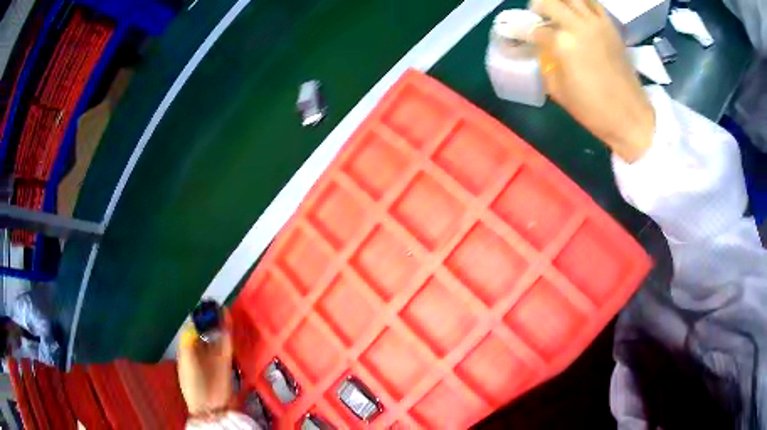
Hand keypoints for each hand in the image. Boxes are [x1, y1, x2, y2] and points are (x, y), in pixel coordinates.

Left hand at [177, 312, 233, 415]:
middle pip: (205, 330)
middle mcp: (201, 350)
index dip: (196, 319)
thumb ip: (188, 342)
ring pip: (217, 334)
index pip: (192, 330)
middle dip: (209, 319)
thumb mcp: (185, 361)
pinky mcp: (226, 360)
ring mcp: (214, 355)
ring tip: (220, 307)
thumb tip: (191, 325)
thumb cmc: (192, 383)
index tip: (201, 307)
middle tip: (213, 305)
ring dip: (219, 322)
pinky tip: (227, 319)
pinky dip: (227, 331)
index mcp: (188, 350)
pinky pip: (226, 343)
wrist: (209, 404)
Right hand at [529, 0, 654, 162]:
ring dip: (559, 2)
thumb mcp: (558, 91)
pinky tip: (577, 13)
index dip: (522, 31)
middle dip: (537, 7)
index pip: (534, 28)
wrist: (630, 117)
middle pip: (550, 1)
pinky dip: (581, 4)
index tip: (516, 34)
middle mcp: (579, 26)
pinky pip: (593, 4)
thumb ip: (545, 63)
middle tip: (537, 18)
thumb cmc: (593, 110)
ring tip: (557, 12)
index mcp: (563, 43)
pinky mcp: (611, 28)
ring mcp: (597, 24)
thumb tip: (541, 50)